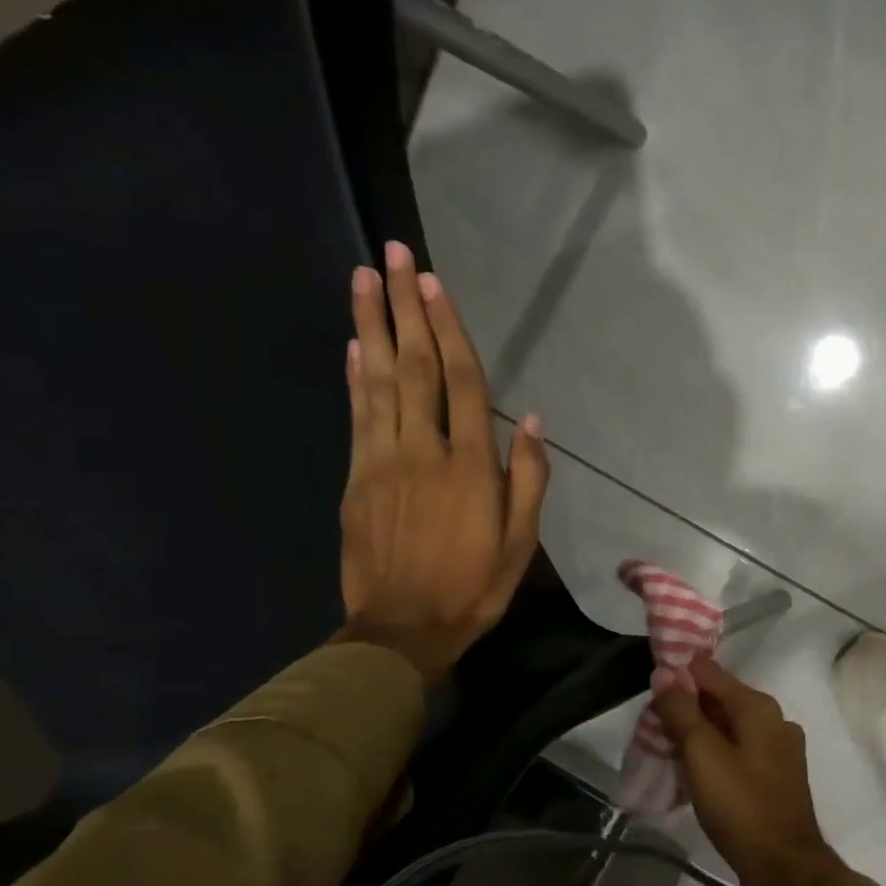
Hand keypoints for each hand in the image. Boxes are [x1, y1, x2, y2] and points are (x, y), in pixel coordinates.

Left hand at [335, 241, 548, 682]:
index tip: (436, 284)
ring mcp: (383, 462)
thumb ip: (527, 480)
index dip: (450, 330)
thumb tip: (531, 422)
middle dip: (406, 308)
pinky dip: (355, 376)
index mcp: (469, 467)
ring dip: (371, 325)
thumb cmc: (473, 588)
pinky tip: (355, 344)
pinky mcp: (357, 478)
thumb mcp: (519, 543)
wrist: (401, 630)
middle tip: (395, 255)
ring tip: (364, 278)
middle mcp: (423, 450)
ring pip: (378, 381)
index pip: (461, 383)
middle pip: (415, 367)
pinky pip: (356, 416)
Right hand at [654, 656, 838, 885]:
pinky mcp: (776, 774)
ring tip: (666, 751)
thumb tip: (665, 675)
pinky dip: (714, 754)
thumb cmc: (740, 805)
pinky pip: (738, 750)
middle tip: (651, 727)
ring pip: (727, 727)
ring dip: (697, 734)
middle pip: (719, 699)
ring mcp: (779, 748)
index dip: (677, 677)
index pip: (709, 672)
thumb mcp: (702, 754)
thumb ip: (682, 711)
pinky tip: (693, 773)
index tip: (649, 693)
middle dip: (685, 708)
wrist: (783, 866)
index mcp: (758, 706)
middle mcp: (774, 719)